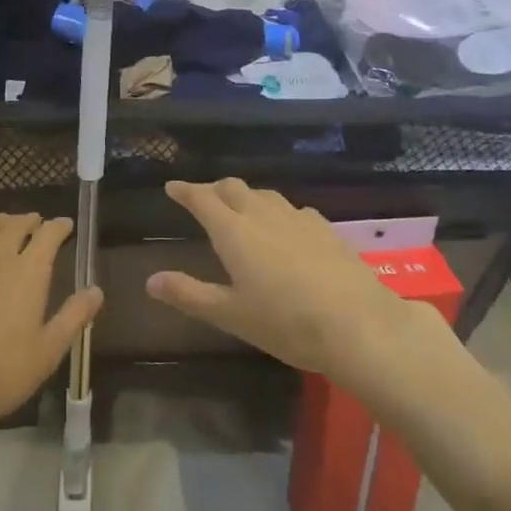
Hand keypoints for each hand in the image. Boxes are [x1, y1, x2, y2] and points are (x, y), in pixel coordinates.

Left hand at [0, 214, 102, 435]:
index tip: (67, 225)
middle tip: (38, 223)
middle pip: (16, 224)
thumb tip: (96, 290)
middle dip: (31, 220)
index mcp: (29, 271)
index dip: (59, 226)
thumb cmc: (6, 369)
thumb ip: (74, 315)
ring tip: (10, 225)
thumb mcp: (50, 348)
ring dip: (3, 222)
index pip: (48, 234)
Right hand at [146, 179, 443, 385]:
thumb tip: (151, 281)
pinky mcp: (325, 228)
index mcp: (233, 230)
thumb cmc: (286, 323)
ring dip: (246, 196)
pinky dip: (277, 211)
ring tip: (240, 208)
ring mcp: (297, 217)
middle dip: (213, 189)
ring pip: (263, 195)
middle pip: (232, 188)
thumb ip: (190, 295)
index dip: (185, 191)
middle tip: (203, 197)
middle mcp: (262, 213)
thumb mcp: (231, 315)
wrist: (359, 324)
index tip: (171, 186)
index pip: (202, 199)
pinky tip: (285, 227)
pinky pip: (292, 209)